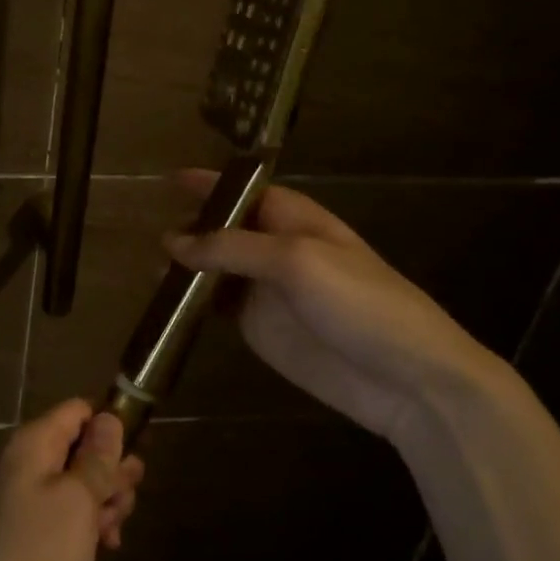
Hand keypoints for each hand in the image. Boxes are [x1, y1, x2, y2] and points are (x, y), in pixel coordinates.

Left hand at [0, 401, 144, 560]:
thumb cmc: (41, 552)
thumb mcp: (79, 498)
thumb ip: (97, 457)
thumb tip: (108, 417)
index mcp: (32, 445)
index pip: (76, 411)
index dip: (108, 424)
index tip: (136, 452)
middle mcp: (26, 466)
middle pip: (80, 448)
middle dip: (111, 469)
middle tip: (128, 496)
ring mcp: (27, 504)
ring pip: (79, 485)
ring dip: (105, 500)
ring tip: (115, 527)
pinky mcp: (33, 539)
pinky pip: (69, 516)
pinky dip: (90, 525)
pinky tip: (107, 546)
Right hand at [164, 170, 505, 445]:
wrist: (407, 380)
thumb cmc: (360, 303)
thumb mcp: (296, 261)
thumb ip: (231, 248)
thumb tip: (173, 241)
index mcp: (293, 219)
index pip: (244, 190)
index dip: (210, 184)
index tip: (170, 179)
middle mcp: (275, 248)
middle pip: (224, 229)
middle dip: (192, 227)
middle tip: (152, 235)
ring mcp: (266, 290)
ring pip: (215, 268)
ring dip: (187, 266)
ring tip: (153, 270)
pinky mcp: (259, 327)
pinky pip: (218, 306)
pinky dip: (193, 302)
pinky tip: (169, 303)